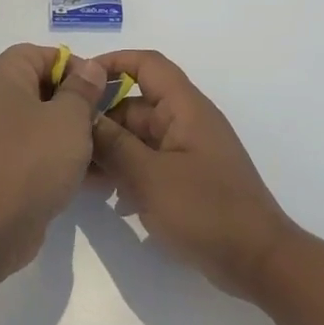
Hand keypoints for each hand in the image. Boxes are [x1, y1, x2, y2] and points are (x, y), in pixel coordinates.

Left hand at [0, 43, 108, 271]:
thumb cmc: (32, 159)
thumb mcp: (69, 118)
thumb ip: (82, 89)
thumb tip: (89, 68)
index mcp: (2, 76)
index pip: (40, 54)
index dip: (74, 66)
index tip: (101, 90)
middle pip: (42, 88)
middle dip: (79, 104)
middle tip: (107, 121)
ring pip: (43, 123)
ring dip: (75, 135)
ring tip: (107, 152)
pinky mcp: (1, 166)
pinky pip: (36, 151)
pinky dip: (61, 158)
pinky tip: (92, 178)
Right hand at [89, 50, 296, 298]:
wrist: (258, 261)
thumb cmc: (205, 210)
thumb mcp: (149, 176)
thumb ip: (113, 144)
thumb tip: (83, 115)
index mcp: (185, 108)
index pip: (148, 65)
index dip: (113, 63)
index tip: (78, 81)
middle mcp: (186, 122)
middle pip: (135, 105)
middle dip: (101, 120)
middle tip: (65, 144)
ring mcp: (187, 151)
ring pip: (138, 137)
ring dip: (110, 150)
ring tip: (78, 173)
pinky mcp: (186, 178)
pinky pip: (148, 162)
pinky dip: (127, 171)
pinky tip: (106, 196)